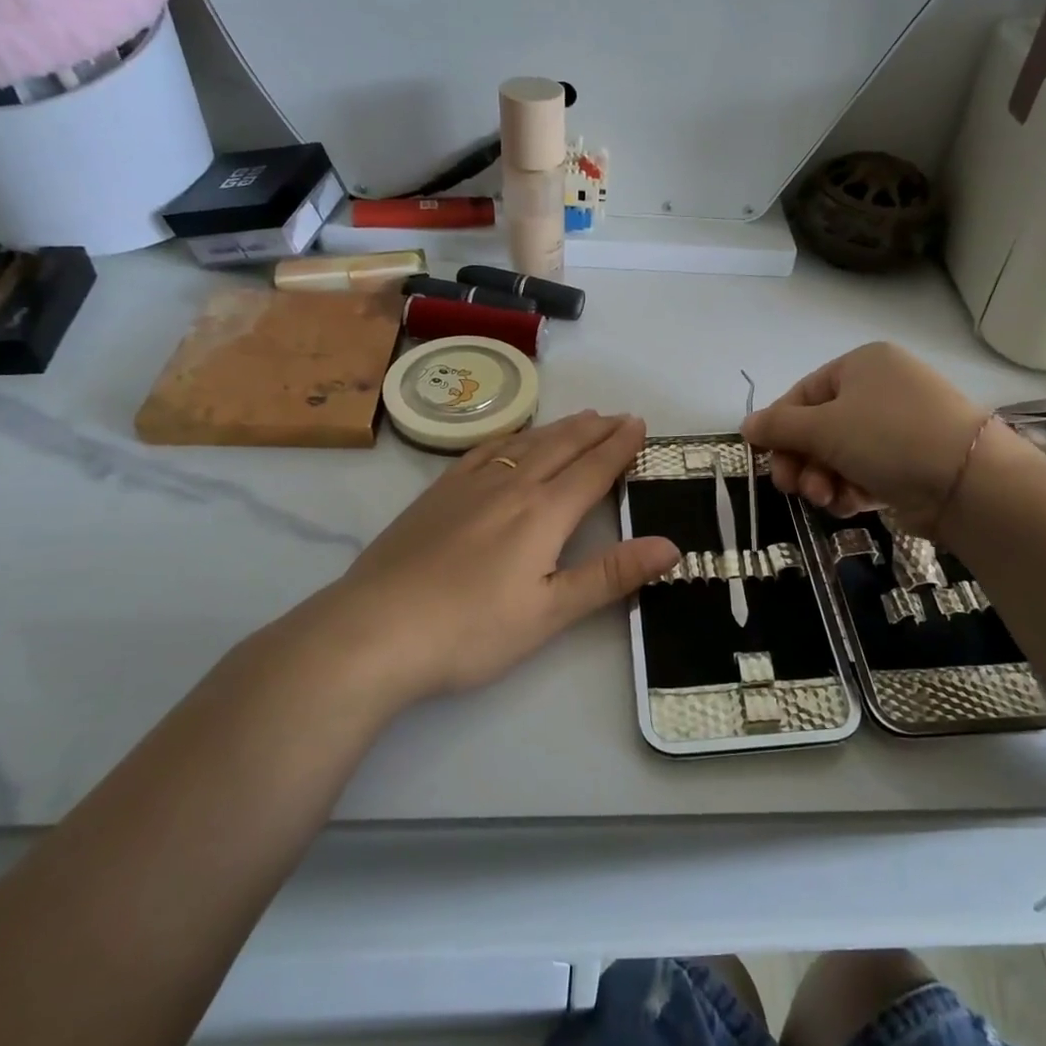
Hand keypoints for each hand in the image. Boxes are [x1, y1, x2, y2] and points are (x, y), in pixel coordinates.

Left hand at [282, 411, 678, 706]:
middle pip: (562, 447)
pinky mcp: (436, 495)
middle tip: (618, 415)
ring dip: (558, 428)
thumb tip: (672, 545)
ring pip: (524, 443)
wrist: (374, 630)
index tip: (639, 424)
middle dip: (595, 429)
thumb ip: (611, 575)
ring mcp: (469, 486)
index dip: (619, 446)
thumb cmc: (471, 630)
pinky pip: (483, 449)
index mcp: (543, 513)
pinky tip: (512, 437)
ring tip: (579, 417)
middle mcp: (510, 486)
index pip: (592, 469)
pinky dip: (510, 436)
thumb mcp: (550, 612)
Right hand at [743, 343, 1018, 534]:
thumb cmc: (887, 437)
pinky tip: (851, 504)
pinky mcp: (912, 461)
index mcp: (861, 365)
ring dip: (824, 479)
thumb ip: (779, 426)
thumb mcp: (824, 427)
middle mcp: (881, 389)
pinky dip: (852, 488)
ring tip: (826, 499)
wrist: (968, 480)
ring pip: (841, 454)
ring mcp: (899, 426)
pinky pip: (866, 471)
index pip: (803, 394)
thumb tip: (747, 425)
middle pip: (820, 427)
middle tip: (793, 488)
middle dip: (803, 461)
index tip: (767, 460)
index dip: (780, 428)